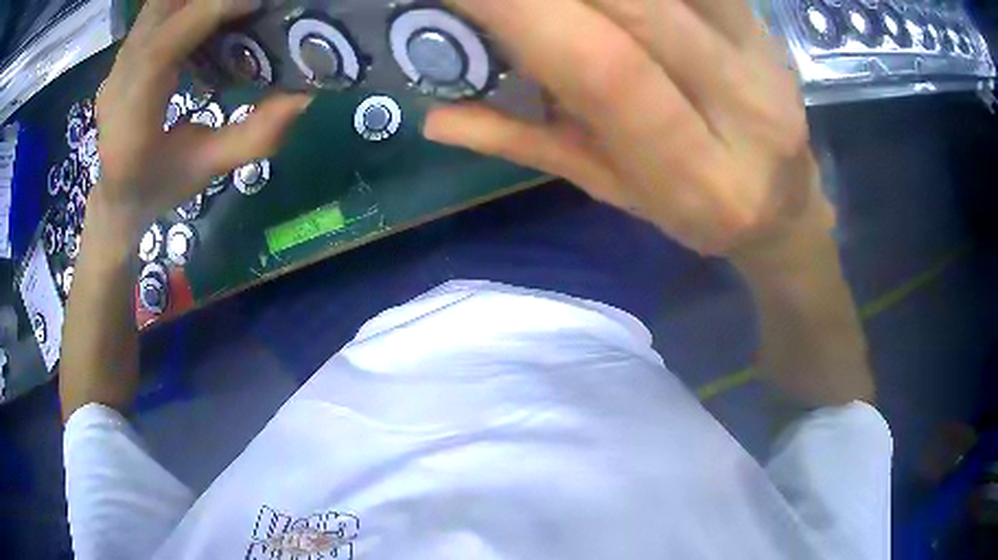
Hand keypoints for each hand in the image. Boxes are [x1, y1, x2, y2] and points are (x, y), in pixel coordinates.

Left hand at [93, 0, 310, 238]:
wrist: (117, 195)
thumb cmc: (159, 187)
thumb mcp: (208, 169)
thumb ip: (255, 136)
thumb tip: (304, 94)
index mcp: (130, 122)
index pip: (161, 50)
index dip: (207, 14)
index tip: (255, 2)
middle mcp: (117, 84)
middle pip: (157, 12)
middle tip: (248, 0)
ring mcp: (117, 65)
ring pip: (156, 5)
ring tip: (234, 4)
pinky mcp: (125, 54)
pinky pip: (157, 12)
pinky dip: (188, 3)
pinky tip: (212, 12)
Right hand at [424, 0, 834, 256]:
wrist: (785, 209)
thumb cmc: (695, 211)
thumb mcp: (613, 191)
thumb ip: (529, 146)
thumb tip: (435, 118)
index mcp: (692, 173)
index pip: (605, 72)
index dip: (527, 14)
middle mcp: (741, 107)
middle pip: (642, 9)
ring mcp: (764, 58)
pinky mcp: (767, 27)